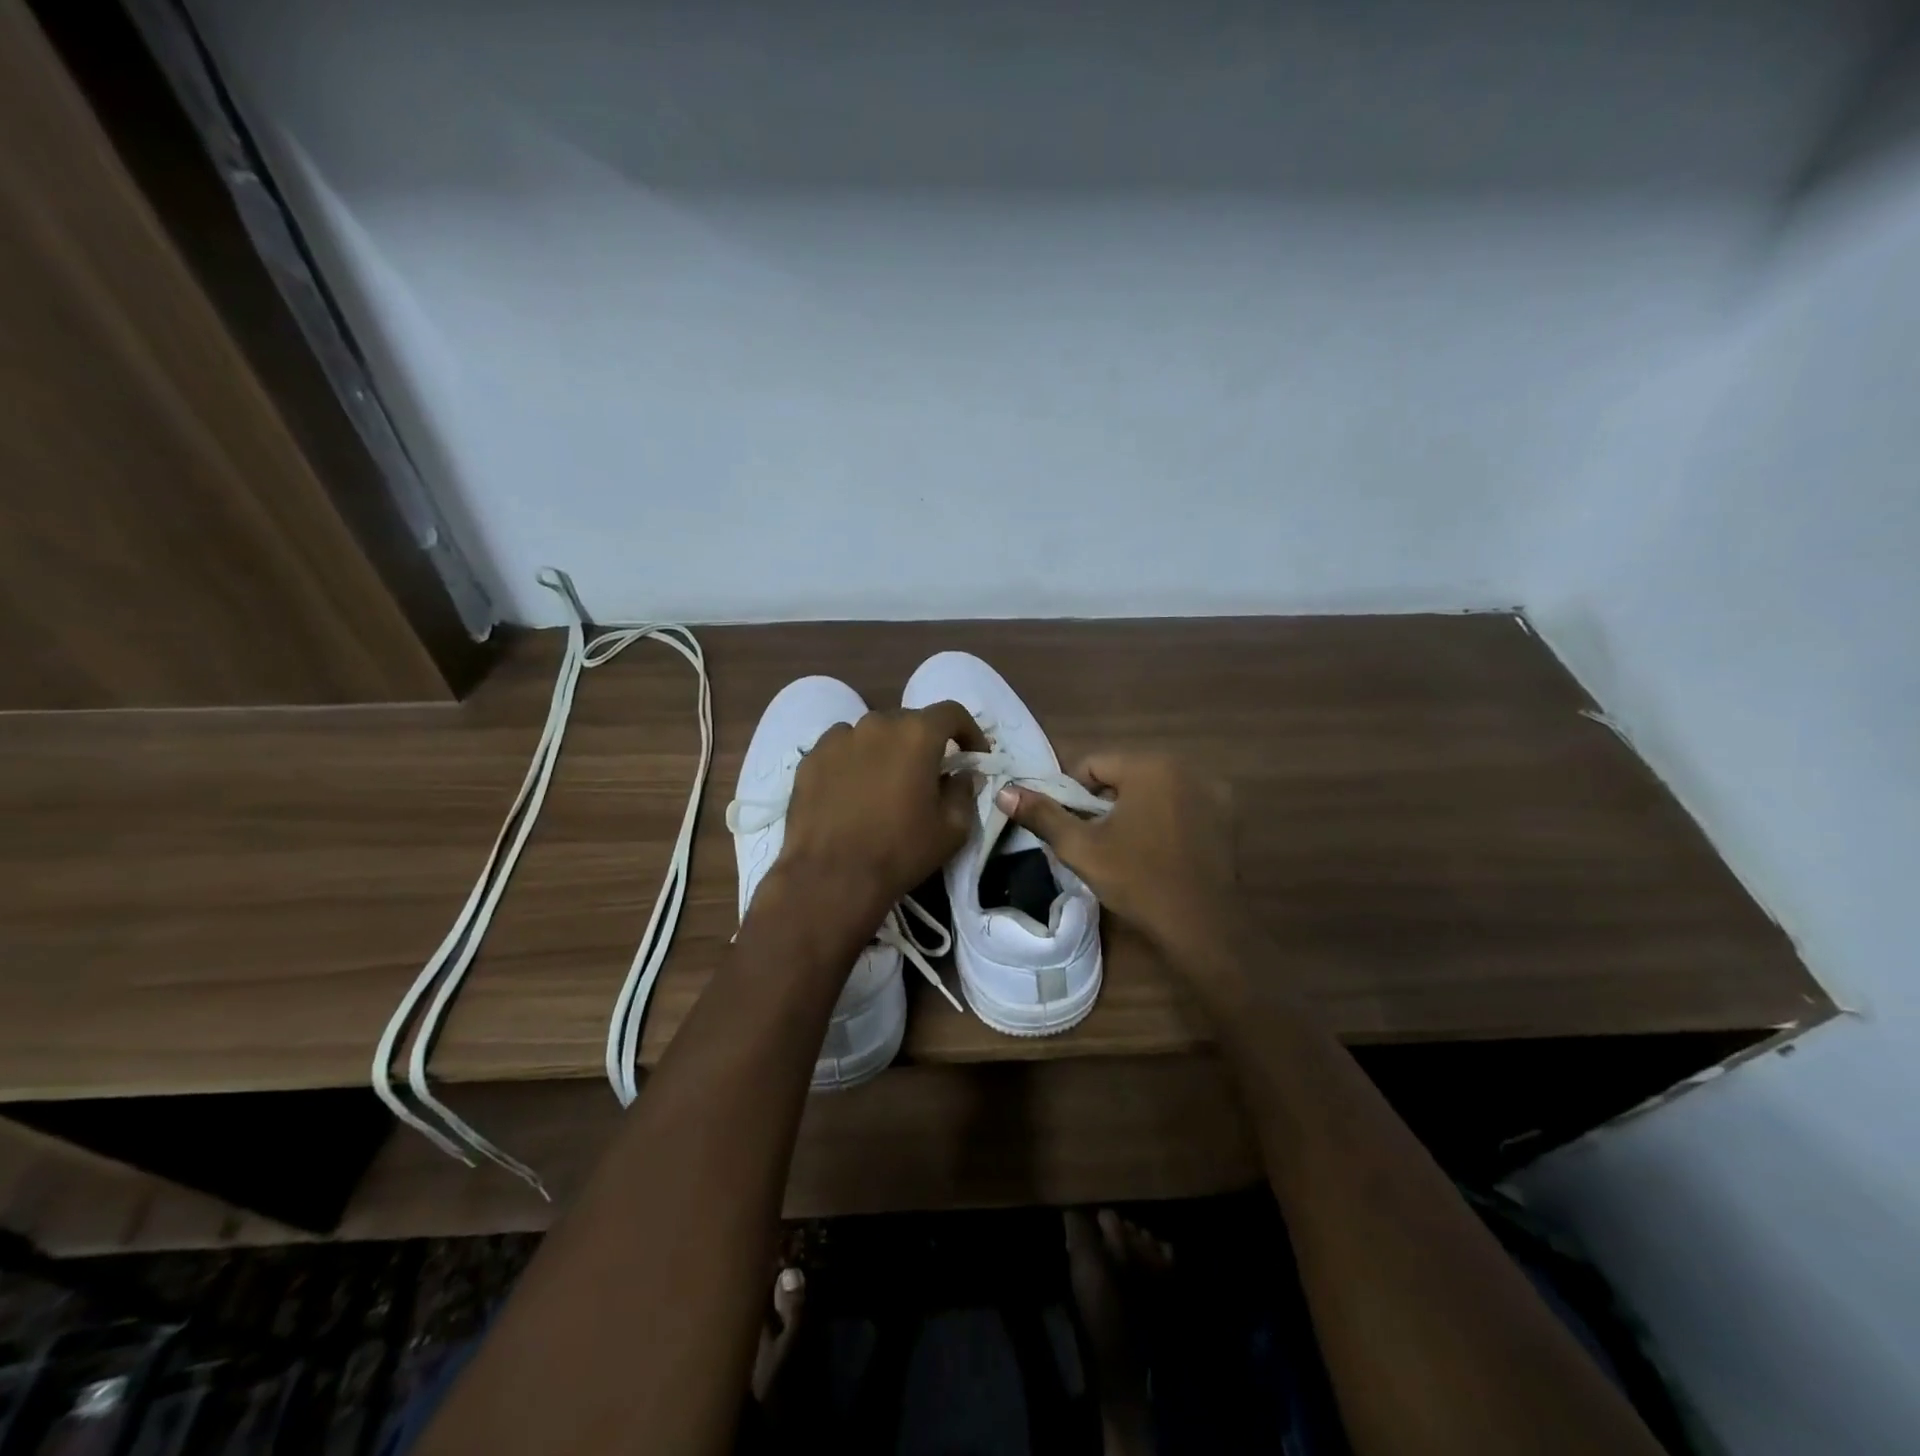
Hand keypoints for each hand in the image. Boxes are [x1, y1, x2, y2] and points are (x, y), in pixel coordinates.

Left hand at [776, 701, 987, 925]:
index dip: (969, 731)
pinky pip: (841, 749)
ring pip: (872, 734)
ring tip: (886, 783)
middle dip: (925, 743)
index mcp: (916, 734)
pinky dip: (854, 761)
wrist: (830, 877)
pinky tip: (852, 791)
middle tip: (929, 775)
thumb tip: (961, 775)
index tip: (973, 756)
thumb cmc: (899, 851)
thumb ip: (964, 792)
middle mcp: (876, 724)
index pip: (951, 713)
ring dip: (887, 750)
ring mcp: (838, 739)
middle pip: (909, 721)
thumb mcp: (952, 828)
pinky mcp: (810, 759)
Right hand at [997, 754, 1238, 961]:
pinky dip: (1166, 818)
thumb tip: (1005, 791)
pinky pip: (1181, 804)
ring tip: (1126, 848)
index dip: (1073, 795)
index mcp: (1149, 766)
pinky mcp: (1228, 814)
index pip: (1093, 765)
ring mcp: (1212, 789)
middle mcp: (1185, 766)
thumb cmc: (1138, 881)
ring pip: (1154, 789)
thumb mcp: (1081, 849)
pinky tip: (1161, 851)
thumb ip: (1043, 815)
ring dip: (1135, 808)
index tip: (1071, 828)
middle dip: (1105, 802)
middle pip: (1125, 774)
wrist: (1202, 925)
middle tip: (1096, 842)